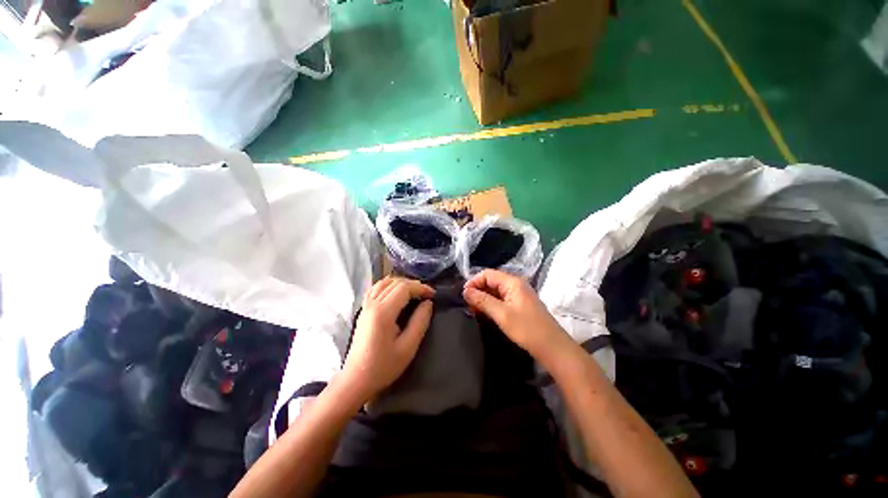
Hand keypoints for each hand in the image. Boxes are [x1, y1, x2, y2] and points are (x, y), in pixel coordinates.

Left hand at [340, 277, 434, 403]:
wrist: (356, 380)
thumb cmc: (383, 366)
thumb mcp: (408, 347)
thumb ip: (420, 322)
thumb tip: (428, 303)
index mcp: (383, 312)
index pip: (404, 288)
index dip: (420, 288)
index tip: (433, 295)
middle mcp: (372, 304)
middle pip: (395, 282)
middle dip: (414, 284)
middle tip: (427, 294)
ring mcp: (365, 306)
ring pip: (385, 282)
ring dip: (402, 283)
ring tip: (414, 292)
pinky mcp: (363, 310)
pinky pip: (376, 288)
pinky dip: (389, 285)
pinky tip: (396, 292)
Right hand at [463, 269, 571, 366]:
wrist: (552, 347)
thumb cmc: (527, 329)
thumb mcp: (502, 314)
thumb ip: (482, 300)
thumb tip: (465, 291)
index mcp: (512, 282)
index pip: (487, 274)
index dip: (474, 282)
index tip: (463, 296)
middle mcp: (516, 284)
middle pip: (491, 281)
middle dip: (478, 290)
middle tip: (467, 305)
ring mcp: (519, 294)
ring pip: (495, 290)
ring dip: (483, 298)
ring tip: (473, 310)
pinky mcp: (520, 304)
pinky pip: (501, 299)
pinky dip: (491, 304)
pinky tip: (485, 313)